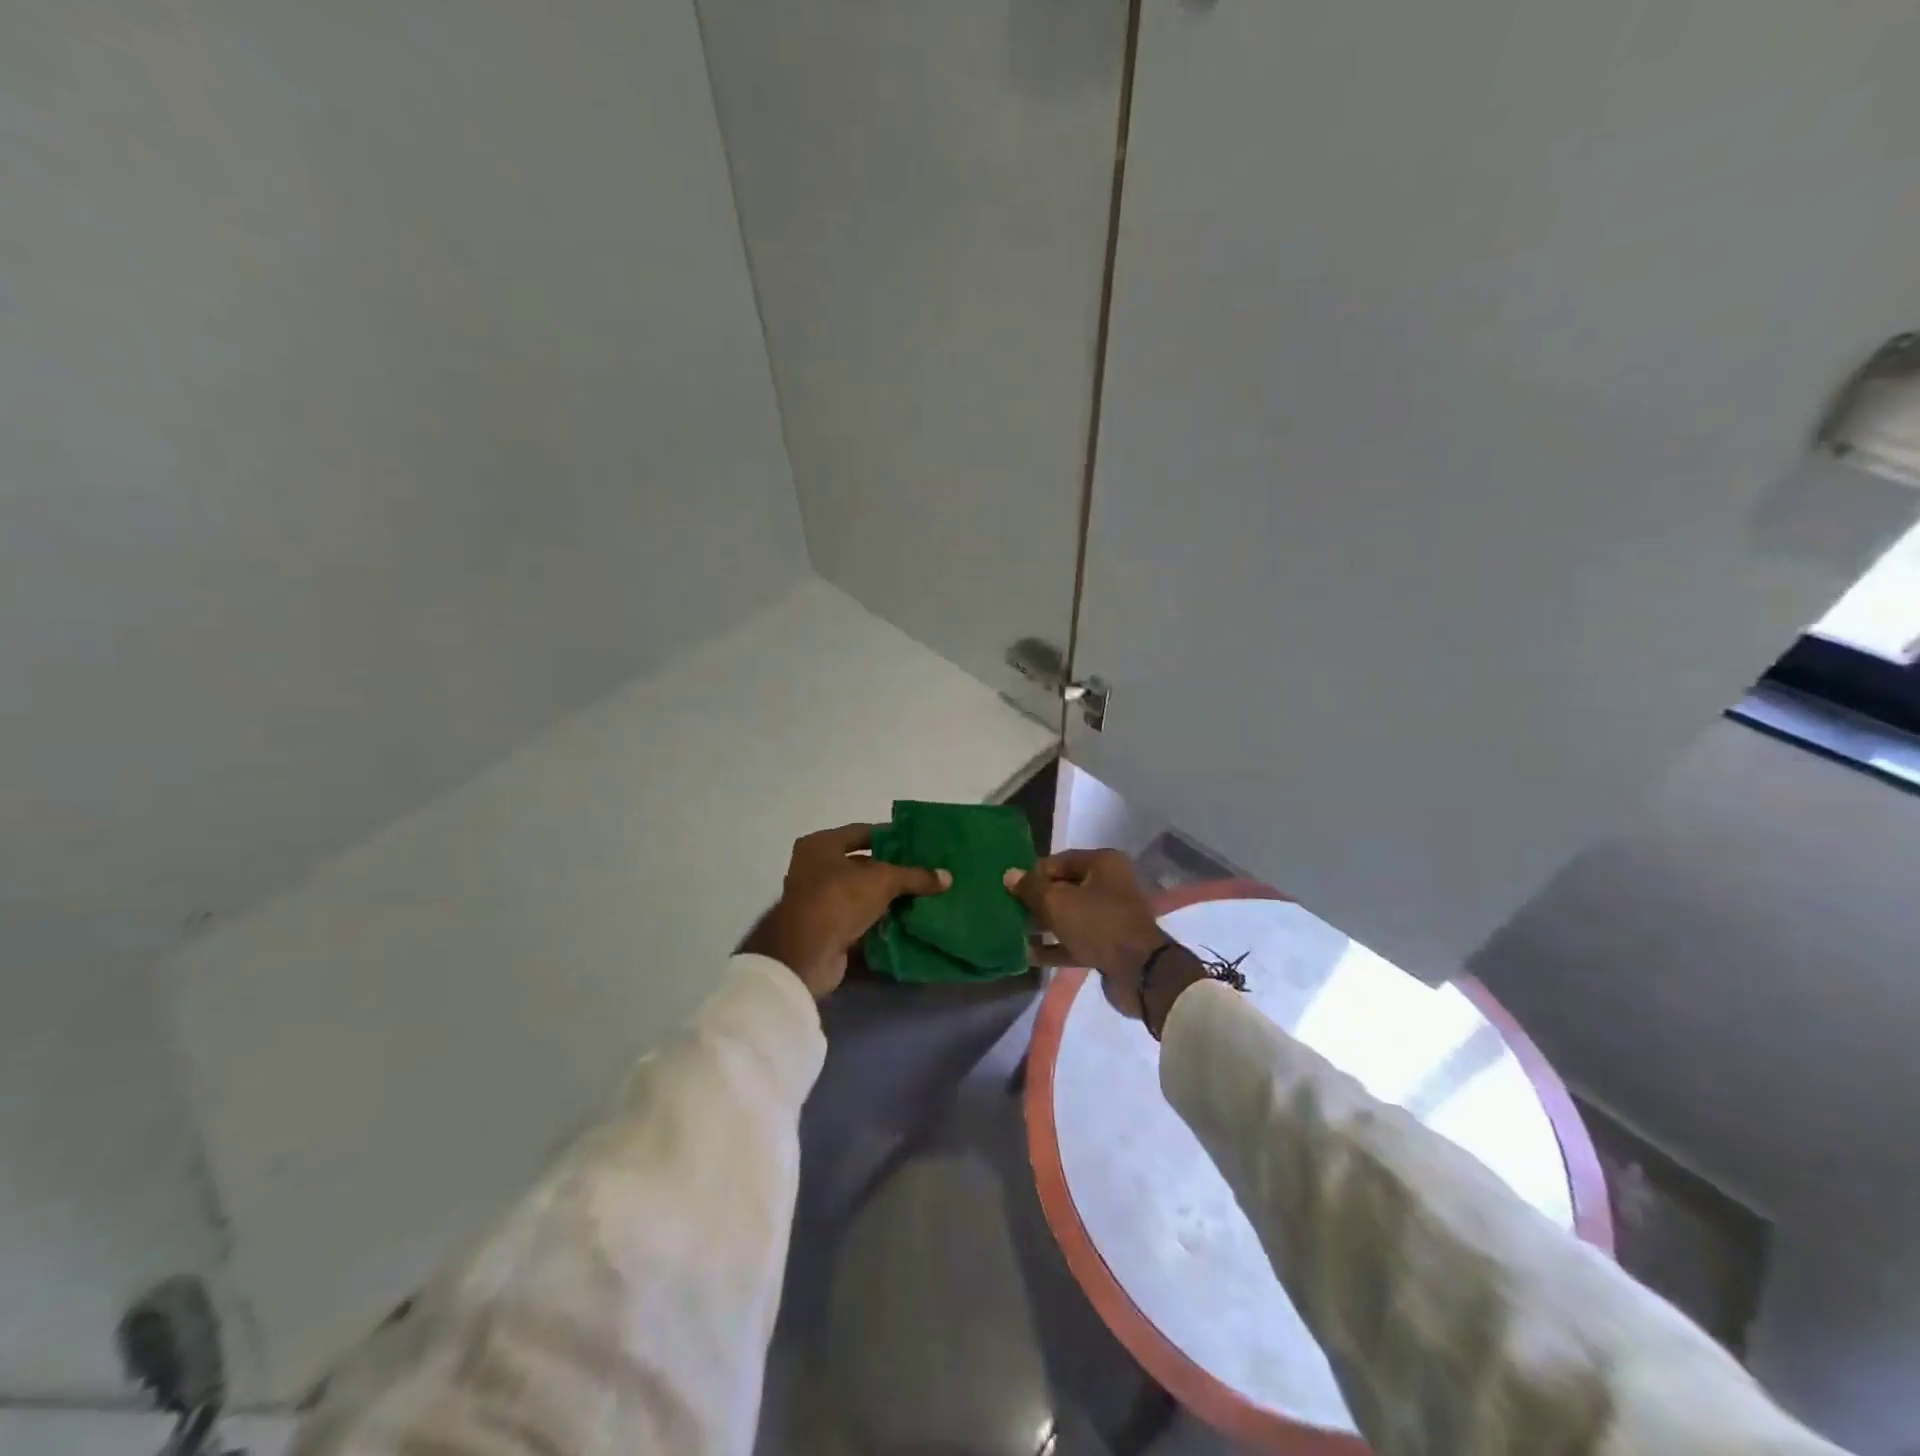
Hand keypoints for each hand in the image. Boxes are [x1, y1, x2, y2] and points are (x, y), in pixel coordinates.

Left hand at [742, 823, 950, 998]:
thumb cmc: (839, 899)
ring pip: (861, 894)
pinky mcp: (825, 929)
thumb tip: (947, 877)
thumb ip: (915, 876)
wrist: (806, 954)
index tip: (916, 843)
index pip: (861, 832)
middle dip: (891, 870)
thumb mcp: (883, 880)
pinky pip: (858, 919)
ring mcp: (817, 901)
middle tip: (924, 871)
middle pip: (861, 864)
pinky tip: (906, 921)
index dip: (890, 836)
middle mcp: (814, 868)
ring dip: (886, 898)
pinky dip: (878, 921)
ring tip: (922, 897)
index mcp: (820, 845)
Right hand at [1004, 850, 1168, 1018]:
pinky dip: (1054, 946)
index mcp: (1103, 864)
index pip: (1059, 861)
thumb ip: (1031, 888)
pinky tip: (1028, 955)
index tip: (1010, 888)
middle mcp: (1110, 885)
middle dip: (1036, 900)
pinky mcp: (1109, 945)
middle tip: (1009, 910)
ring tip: (1014, 932)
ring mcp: (1111, 916)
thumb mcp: (1057, 902)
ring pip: (1069, 916)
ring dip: (1043, 924)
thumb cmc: (1097, 923)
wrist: (1138, 971)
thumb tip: (1009, 875)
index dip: (1033, 874)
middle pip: (1064, 888)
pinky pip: (1075, 940)